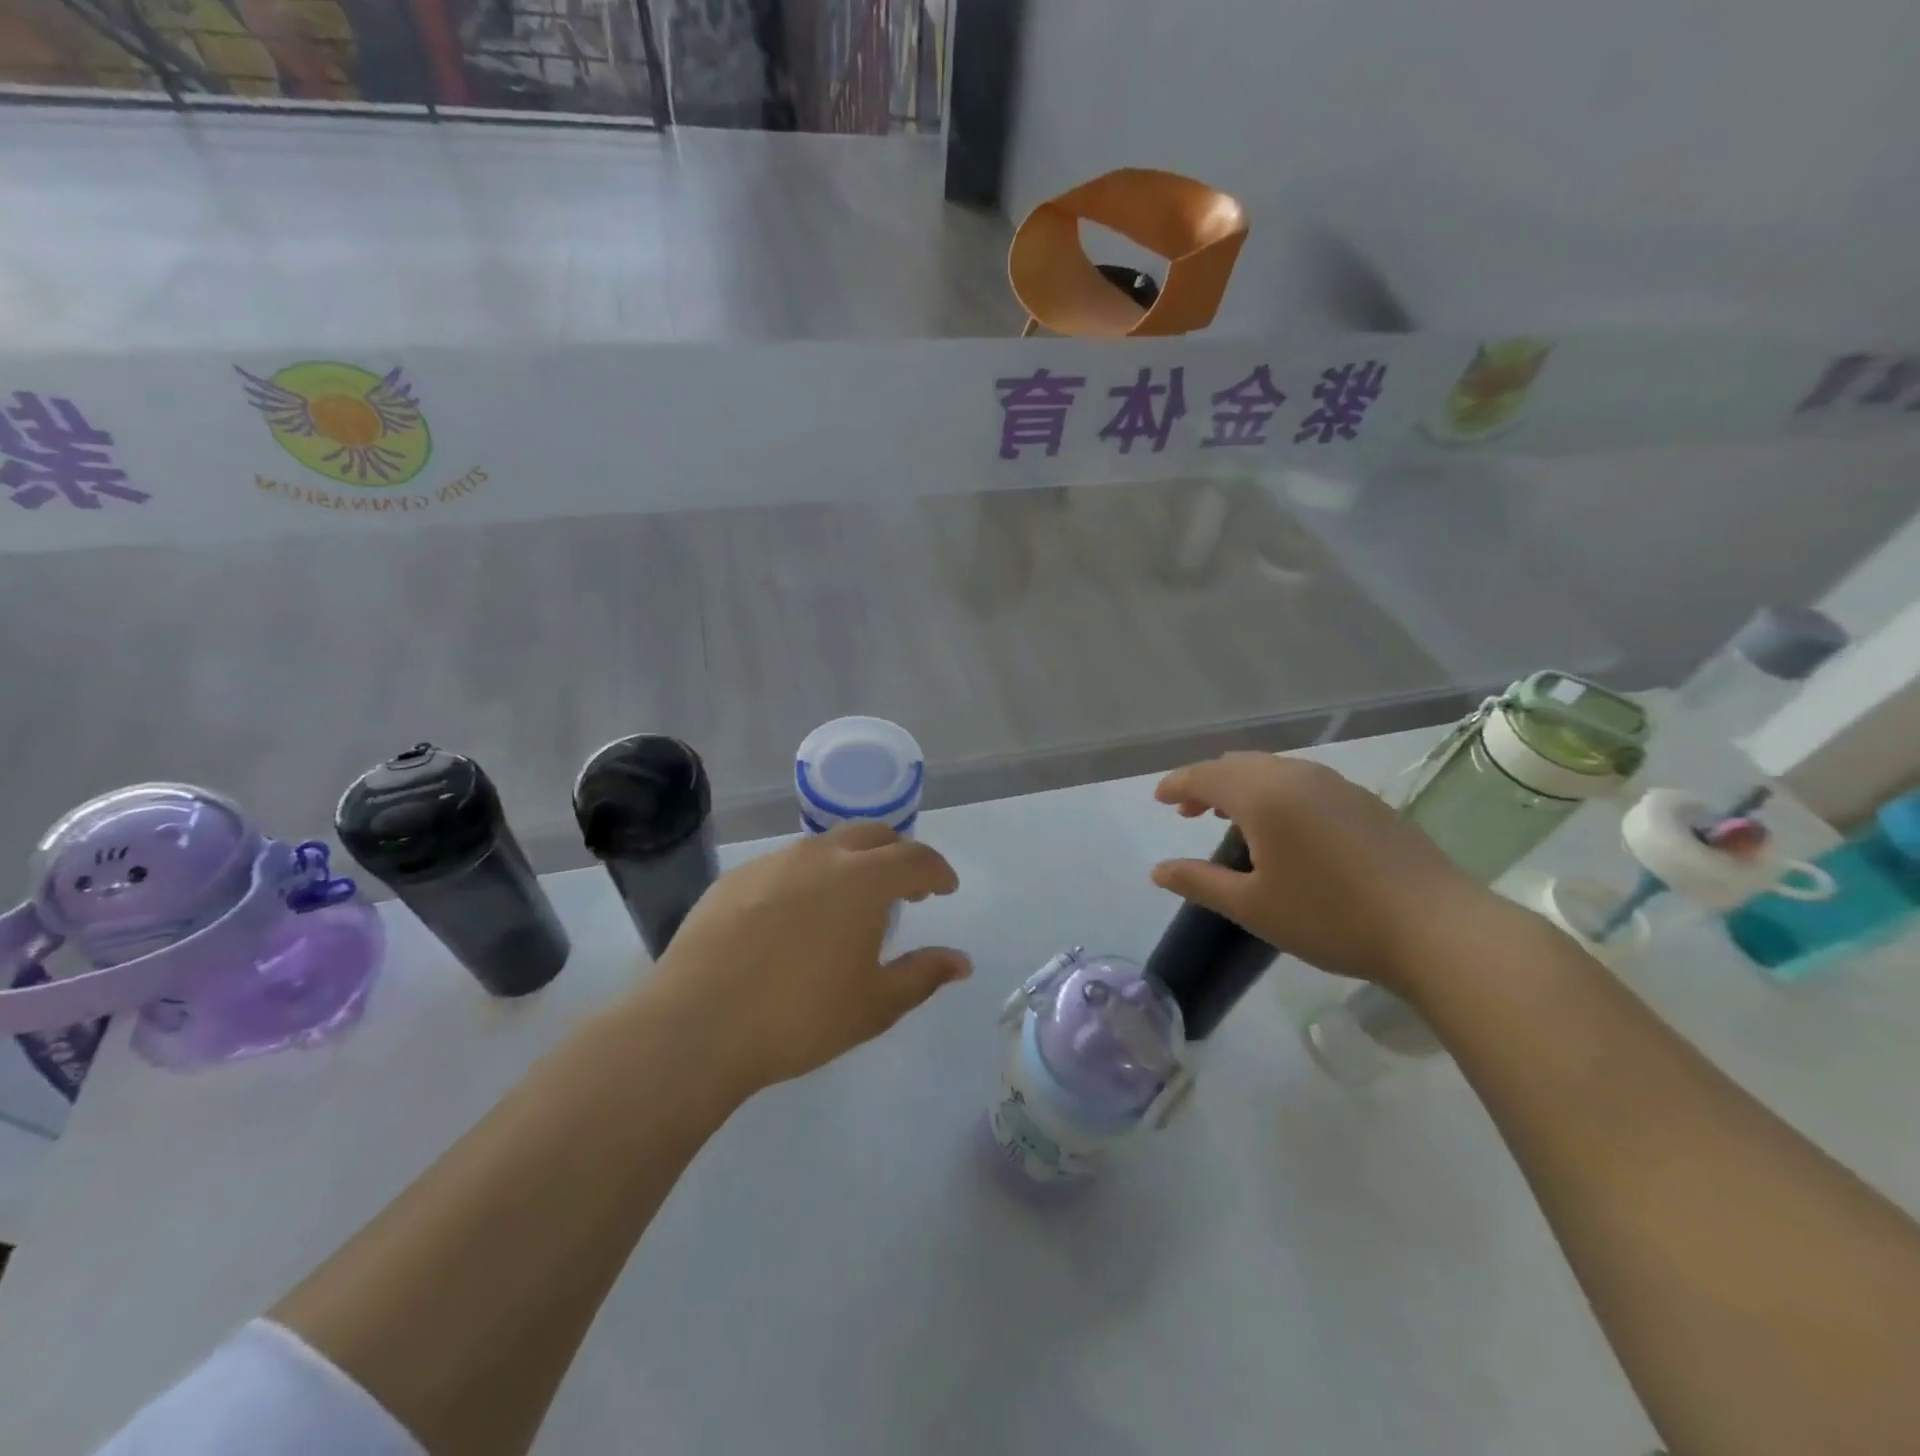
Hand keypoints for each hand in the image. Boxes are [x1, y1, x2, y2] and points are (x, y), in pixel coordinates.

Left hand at [645, 822, 969, 1095]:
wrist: (697, 1024)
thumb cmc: (799, 1017)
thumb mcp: (875, 1005)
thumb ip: (923, 975)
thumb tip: (961, 962)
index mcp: (862, 880)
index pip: (915, 858)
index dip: (936, 870)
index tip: (944, 888)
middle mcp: (820, 856)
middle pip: (872, 835)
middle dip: (897, 855)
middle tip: (904, 889)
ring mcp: (773, 862)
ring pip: (826, 845)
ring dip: (851, 863)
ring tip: (849, 902)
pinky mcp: (734, 878)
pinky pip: (785, 865)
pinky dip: (808, 877)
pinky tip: (795, 916)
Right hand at [1150, 752, 1489, 994]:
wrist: (1436, 928)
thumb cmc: (1331, 917)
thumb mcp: (1253, 906)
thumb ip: (1199, 882)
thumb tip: (1158, 871)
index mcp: (1263, 795)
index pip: (1206, 776)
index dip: (1178, 785)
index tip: (1159, 799)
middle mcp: (1297, 776)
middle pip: (1238, 765)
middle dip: (1207, 783)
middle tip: (1187, 812)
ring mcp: (1336, 785)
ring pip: (1273, 770)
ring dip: (1242, 786)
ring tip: (1229, 817)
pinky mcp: (1364, 800)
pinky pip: (1302, 781)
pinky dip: (1276, 792)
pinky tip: (1284, 826)